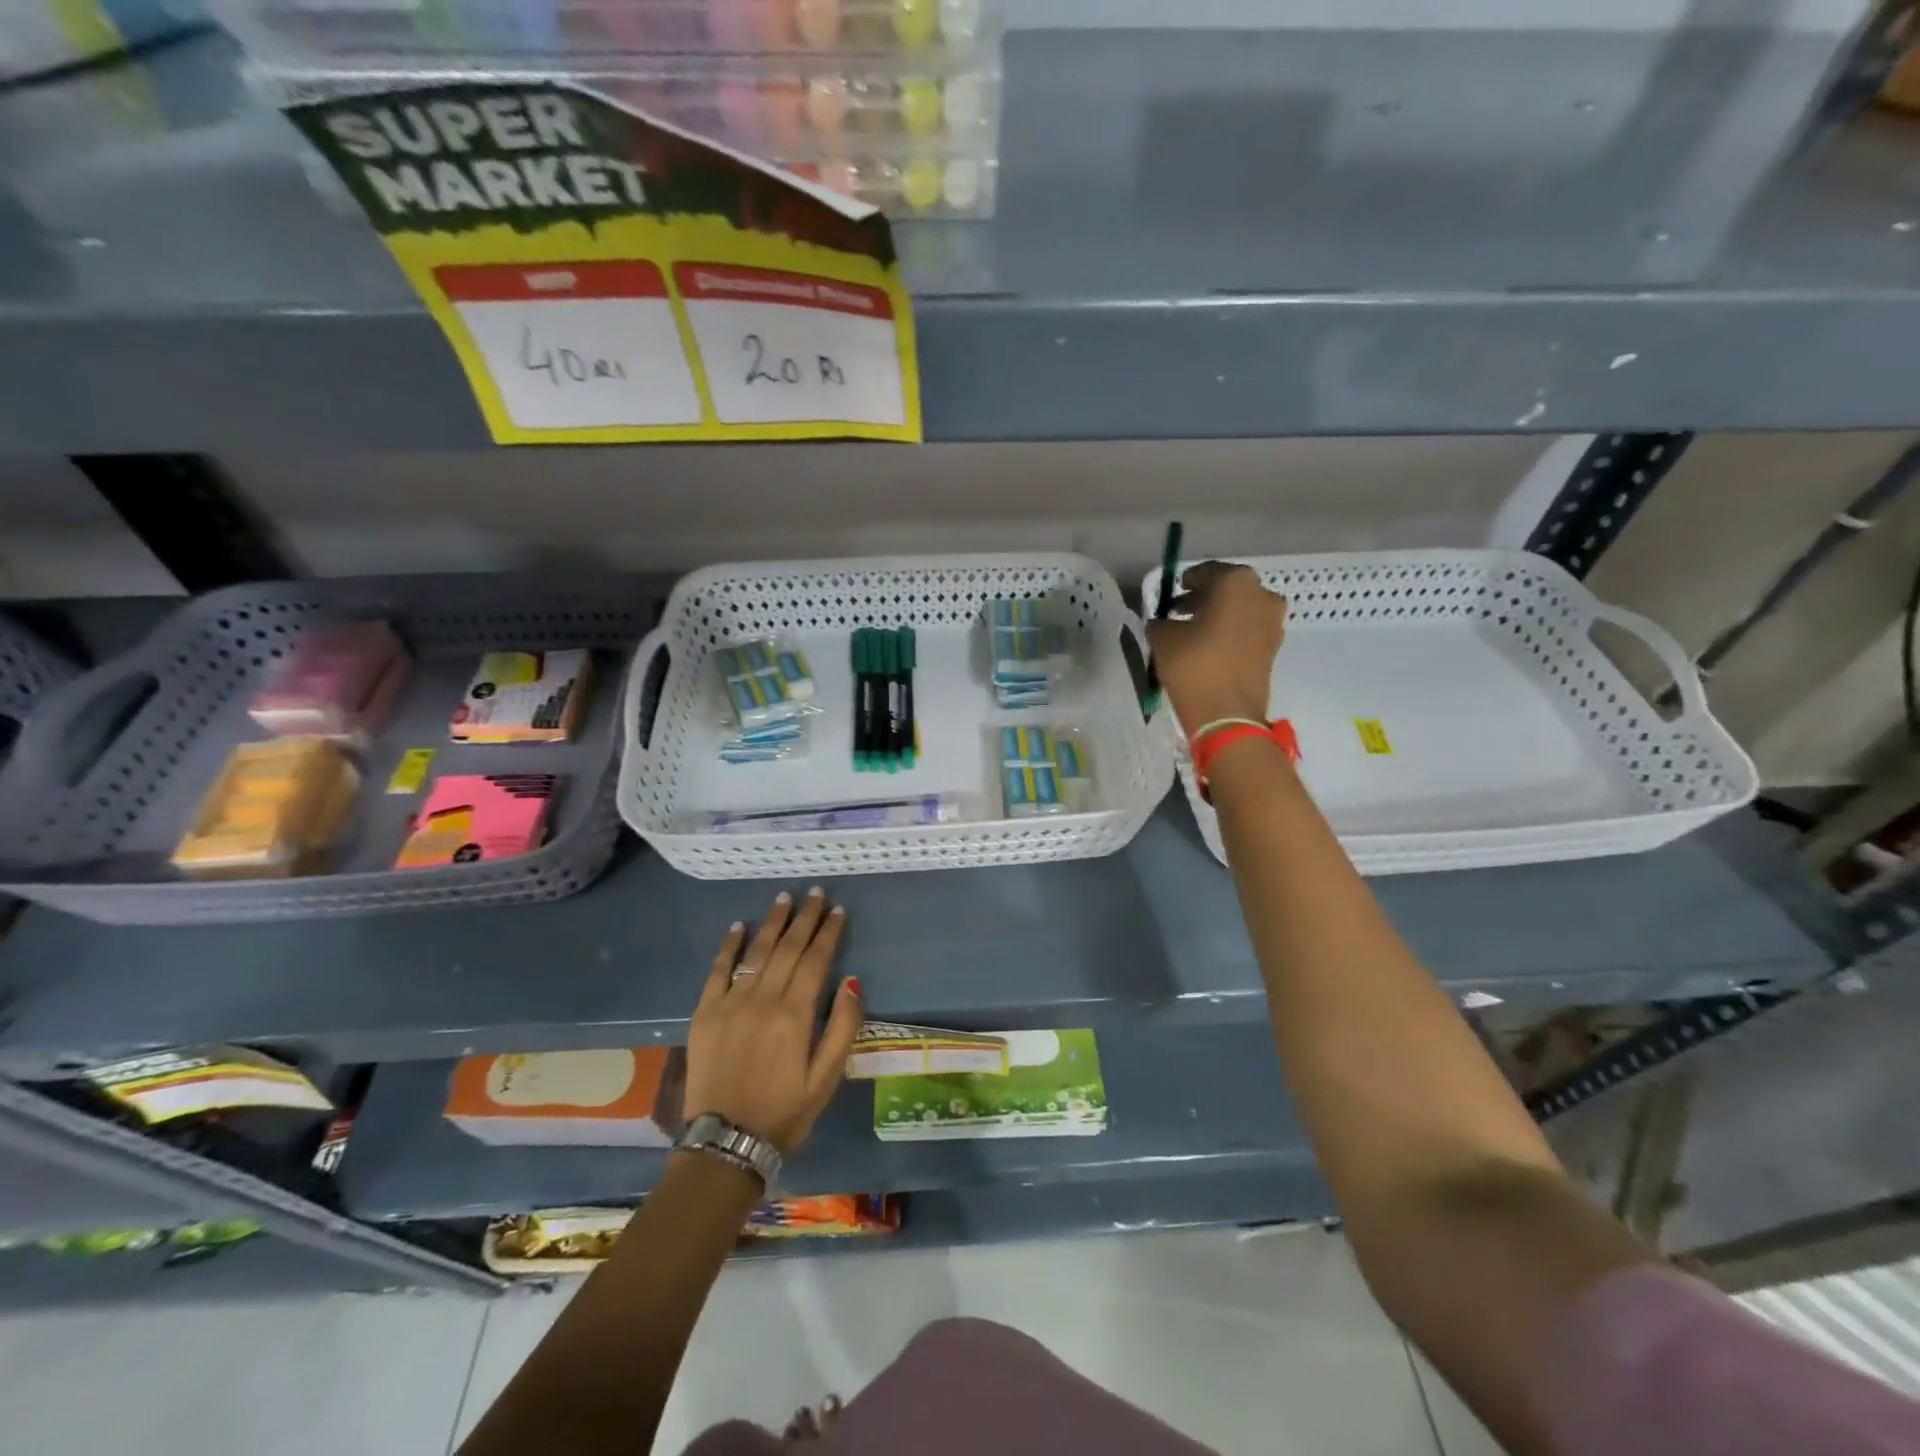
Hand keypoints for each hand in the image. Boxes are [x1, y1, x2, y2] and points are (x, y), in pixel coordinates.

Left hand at [685, 888, 861, 1154]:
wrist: (725, 1144)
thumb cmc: (784, 1112)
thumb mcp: (826, 1078)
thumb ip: (842, 1027)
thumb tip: (853, 981)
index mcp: (795, 1015)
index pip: (816, 960)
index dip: (828, 932)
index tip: (838, 910)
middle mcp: (762, 1000)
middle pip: (787, 948)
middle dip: (804, 918)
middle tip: (815, 893)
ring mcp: (730, 1004)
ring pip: (756, 952)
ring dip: (772, 923)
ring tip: (784, 898)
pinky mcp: (705, 1013)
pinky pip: (718, 971)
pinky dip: (729, 946)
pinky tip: (738, 926)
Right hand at [1146, 562, 1287, 738]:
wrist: (1227, 714)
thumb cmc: (1193, 666)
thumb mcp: (1163, 638)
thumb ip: (1161, 621)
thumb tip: (1165, 622)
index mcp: (1236, 582)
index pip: (1207, 572)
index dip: (1187, 581)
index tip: (1173, 592)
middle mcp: (1262, 595)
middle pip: (1228, 589)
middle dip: (1204, 597)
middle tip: (1180, 611)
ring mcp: (1273, 622)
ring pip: (1240, 609)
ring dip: (1219, 615)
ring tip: (1193, 631)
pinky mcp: (1274, 647)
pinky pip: (1248, 630)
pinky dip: (1230, 632)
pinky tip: (1209, 647)